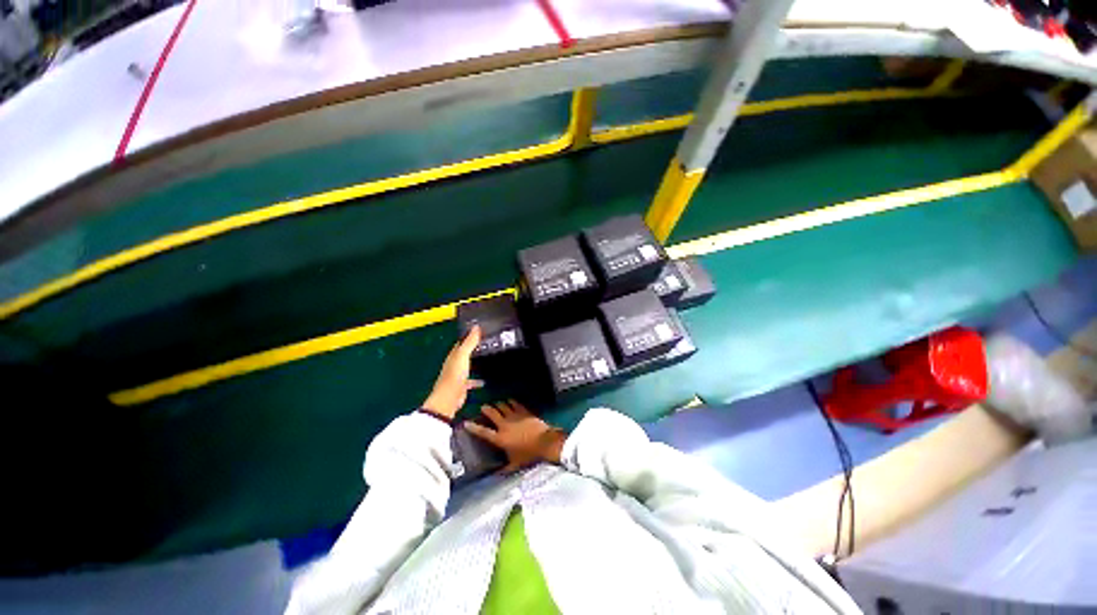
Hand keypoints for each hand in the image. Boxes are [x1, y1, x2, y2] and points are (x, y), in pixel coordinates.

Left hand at [422, 326, 482, 419]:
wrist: (449, 399)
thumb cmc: (454, 375)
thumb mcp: (463, 355)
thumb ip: (469, 342)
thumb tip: (476, 327)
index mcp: (453, 355)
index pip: (461, 342)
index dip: (469, 335)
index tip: (479, 330)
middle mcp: (454, 364)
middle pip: (464, 353)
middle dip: (473, 347)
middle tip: (486, 342)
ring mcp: (458, 375)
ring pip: (467, 365)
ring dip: (475, 362)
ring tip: (487, 358)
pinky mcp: (462, 386)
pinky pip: (471, 380)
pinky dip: (477, 379)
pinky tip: (484, 380)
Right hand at [465, 400, 566, 471]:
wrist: (544, 442)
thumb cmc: (528, 454)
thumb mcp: (515, 464)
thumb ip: (505, 469)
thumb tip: (496, 475)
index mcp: (500, 438)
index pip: (483, 432)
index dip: (473, 427)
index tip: (466, 423)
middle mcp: (505, 425)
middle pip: (493, 414)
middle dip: (487, 409)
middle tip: (483, 406)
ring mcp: (515, 417)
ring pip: (504, 407)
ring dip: (499, 404)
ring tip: (497, 403)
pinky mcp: (524, 412)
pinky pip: (516, 404)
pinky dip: (512, 402)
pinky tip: (510, 400)